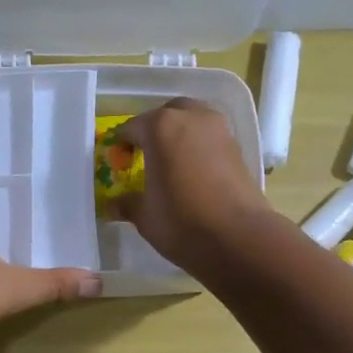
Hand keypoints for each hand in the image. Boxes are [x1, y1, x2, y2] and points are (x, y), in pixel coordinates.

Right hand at [115, 98, 271, 269]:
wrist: (239, 237)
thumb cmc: (181, 221)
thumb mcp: (145, 216)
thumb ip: (127, 203)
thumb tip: (113, 204)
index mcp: (160, 127)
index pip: (132, 128)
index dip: (122, 144)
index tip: (118, 160)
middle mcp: (191, 118)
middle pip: (166, 115)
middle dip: (154, 130)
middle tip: (145, 155)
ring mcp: (219, 130)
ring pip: (192, 121)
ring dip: (179, 135)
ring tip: (170, 163)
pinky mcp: (238, 147)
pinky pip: (210, 138)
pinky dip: (198, 147)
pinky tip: (193, 172)